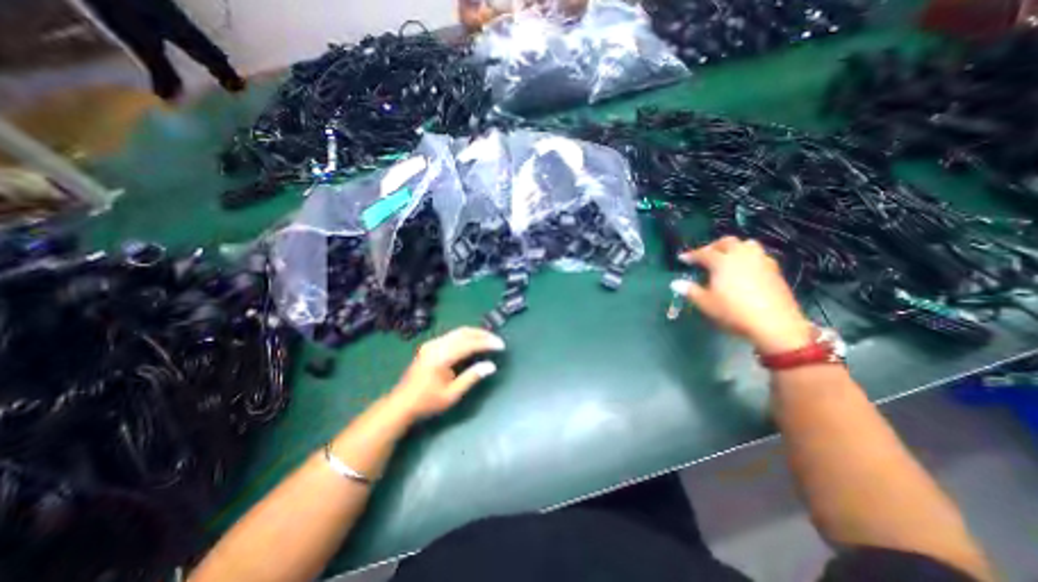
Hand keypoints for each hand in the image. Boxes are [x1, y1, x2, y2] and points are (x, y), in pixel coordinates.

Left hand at [388, 326, 504, 420]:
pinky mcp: (430, 346)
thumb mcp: (452, 394)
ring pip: (458, 332)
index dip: (487, 343)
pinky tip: (473, 342)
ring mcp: (432, 344)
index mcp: (441, 357)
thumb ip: (472, 377)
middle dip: (483, 334)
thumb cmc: (427, 402)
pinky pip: (452, 335)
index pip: (469, 344)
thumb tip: (491, 366)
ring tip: (489, 339)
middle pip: (464, 332)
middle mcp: (436, 345)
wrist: (401, 403)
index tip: (501, 346)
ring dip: (475, 334)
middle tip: (497, 340)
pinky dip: (466, 336)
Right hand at [679, 237, 813, 353]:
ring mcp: (761, 261)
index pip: (703, 253)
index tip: (682, 258)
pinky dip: (748, 257)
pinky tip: (745, 269)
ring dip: (734, 248)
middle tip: (704, 256)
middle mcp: (741, 255)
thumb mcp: (706, 304)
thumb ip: (690, 291)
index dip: (691, 255)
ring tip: (727, 258)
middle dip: (713, 246)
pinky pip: (758, 255)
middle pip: (726, 242)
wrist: (775, 324)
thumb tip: (675, 283)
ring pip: (746, 244)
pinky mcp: (774, 270)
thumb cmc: (733, 312)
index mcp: (722, 261)